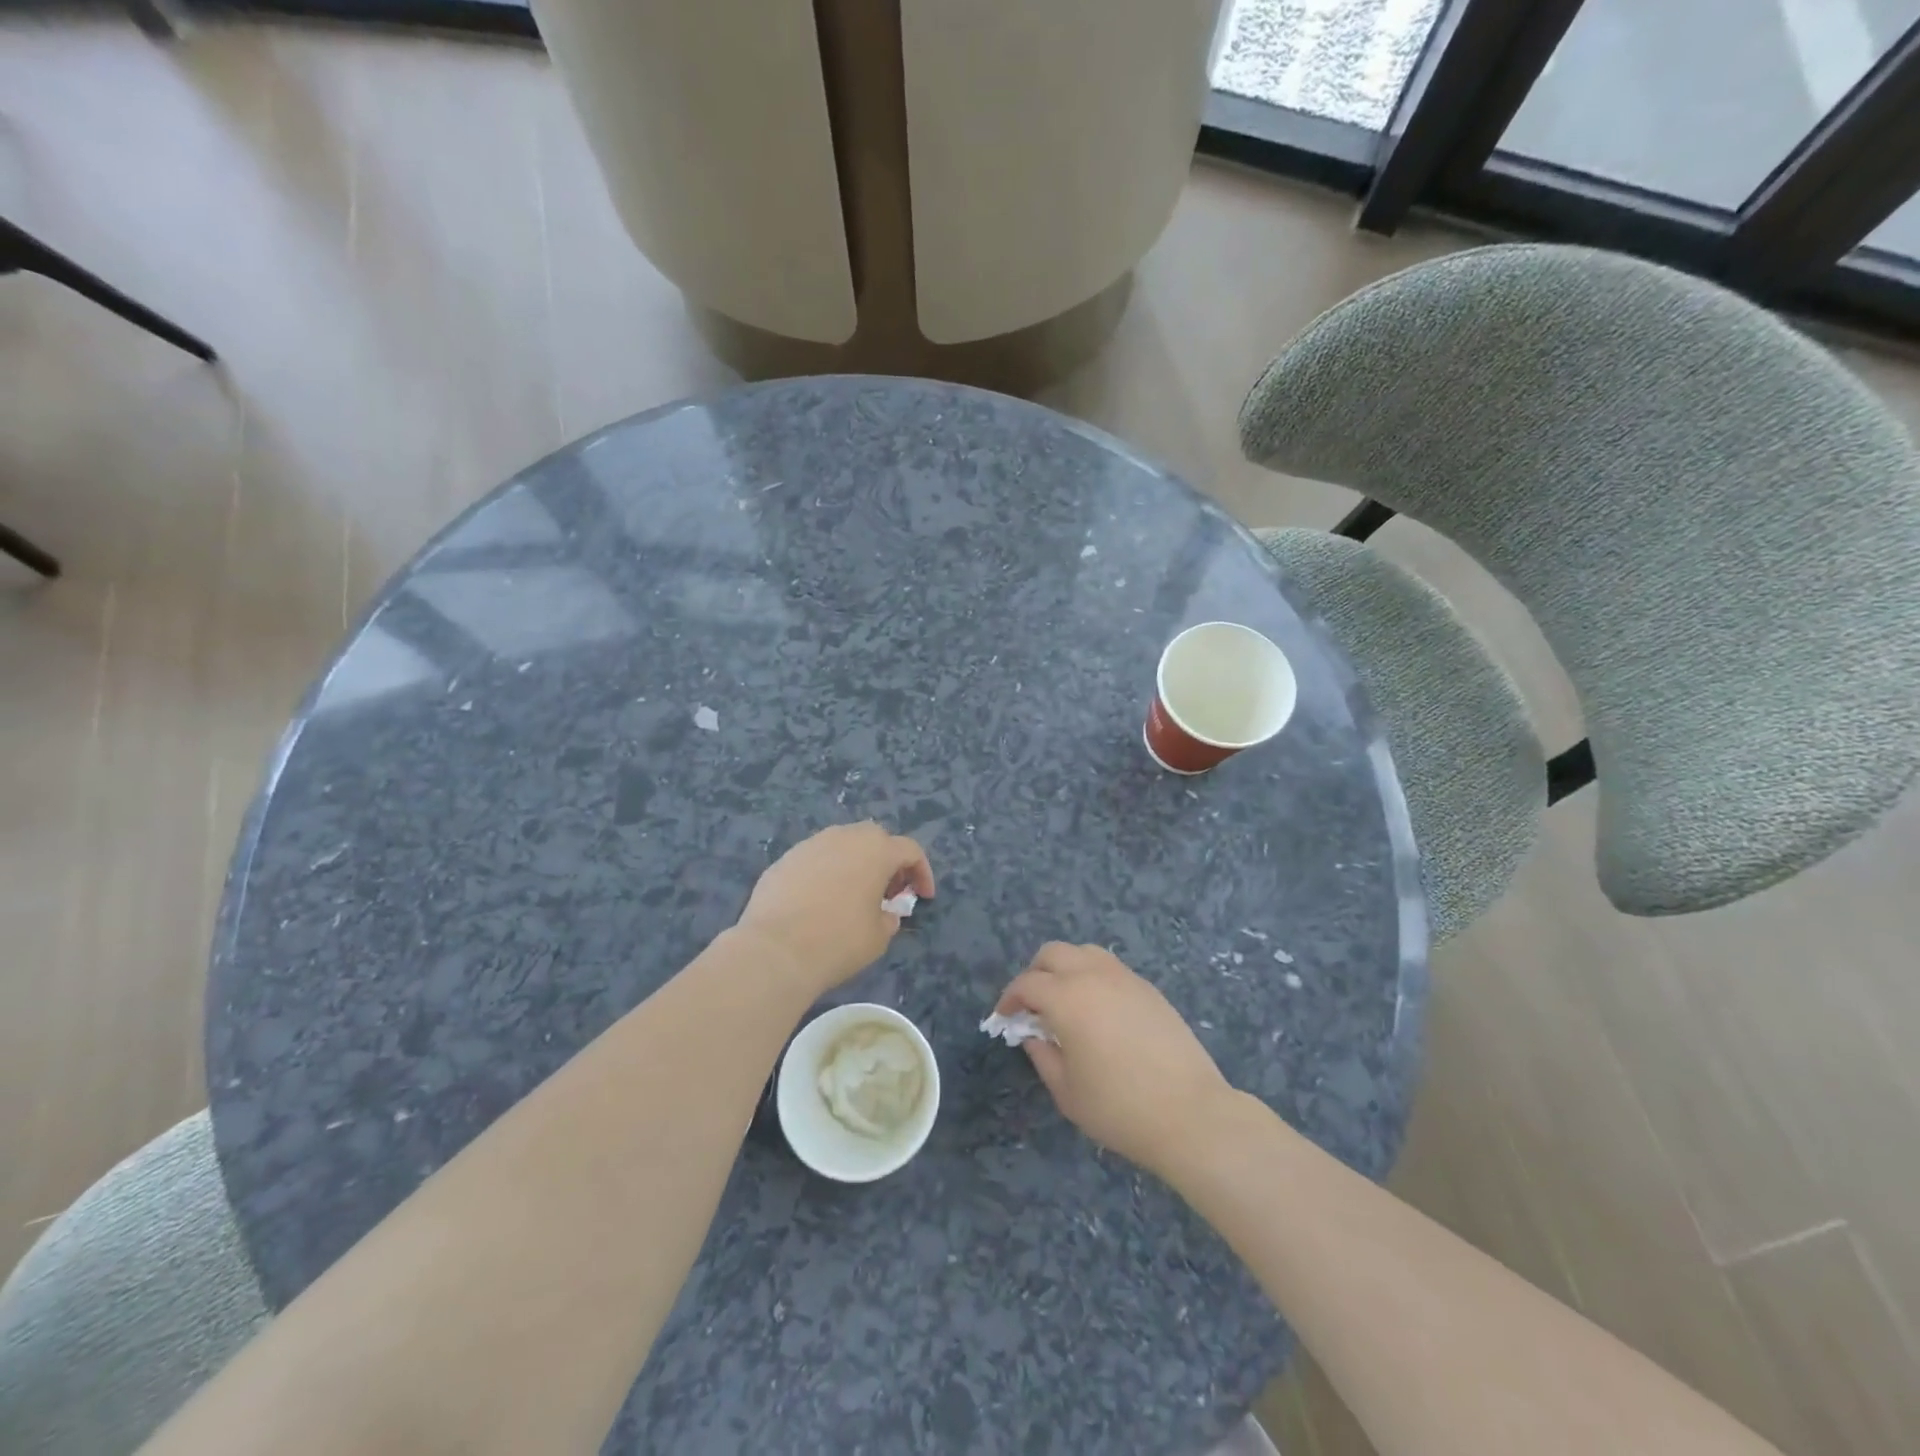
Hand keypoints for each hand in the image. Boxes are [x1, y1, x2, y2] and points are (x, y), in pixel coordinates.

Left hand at [736, 822, 934, 994]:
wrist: (775, 950)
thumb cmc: (838, 941)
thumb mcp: (879, 937)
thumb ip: (889, 917)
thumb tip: (885, 912)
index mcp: (876, 850)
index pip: (910, 850)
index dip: (922, 872)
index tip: (923, 897)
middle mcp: (844, 836)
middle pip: (875, 839)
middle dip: (887, 861)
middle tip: (888, 892)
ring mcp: (810, 845)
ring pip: (841, 845)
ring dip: (854, 864)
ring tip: (853, 895)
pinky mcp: (783, 859)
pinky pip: (814, 859)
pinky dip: (825, 873)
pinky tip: (819, 901)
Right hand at [996, 943, 1232, 1178]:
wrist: (1190, 1114)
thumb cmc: (1119, 1108)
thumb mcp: (1067, 1092)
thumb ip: (1043, 1056)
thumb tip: (1033, 1035)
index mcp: (1067, 998)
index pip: (1027, 984)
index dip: (1010, 999)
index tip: (1005, 1019)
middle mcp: (1093, 976)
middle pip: (1053, 953)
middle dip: (1035, 974)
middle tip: (1032, 1006)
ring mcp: (1125, 978)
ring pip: (1084, 952)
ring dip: (1066, 968)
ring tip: (1065, 1002)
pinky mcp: (1148, 988)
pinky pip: (1110, 968)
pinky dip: (1093, 977)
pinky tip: (1098, 1011)